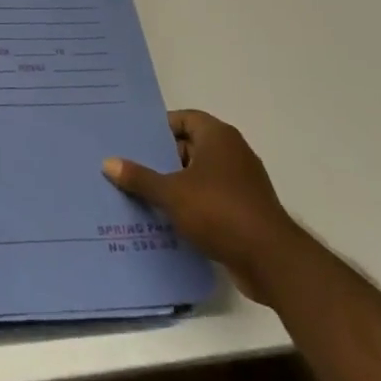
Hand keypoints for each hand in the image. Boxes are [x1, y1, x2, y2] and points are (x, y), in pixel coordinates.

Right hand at [102, 110, 299, 301]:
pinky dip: (190, 205)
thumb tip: (108, 163)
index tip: (133, 139)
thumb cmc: (219, 212)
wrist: (272, 261)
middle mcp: (233, 153)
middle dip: (161, 158)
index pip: (184, 119)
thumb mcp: (171, 193)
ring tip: (140, 193)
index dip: (159, 127)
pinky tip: (165, 218)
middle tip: (129, 165)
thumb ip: (139, 178)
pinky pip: (210, 199)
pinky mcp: (245, 210)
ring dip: (174, 184)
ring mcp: (241, 183)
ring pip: (198, 175)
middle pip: (189, 147)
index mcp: (218, 137)